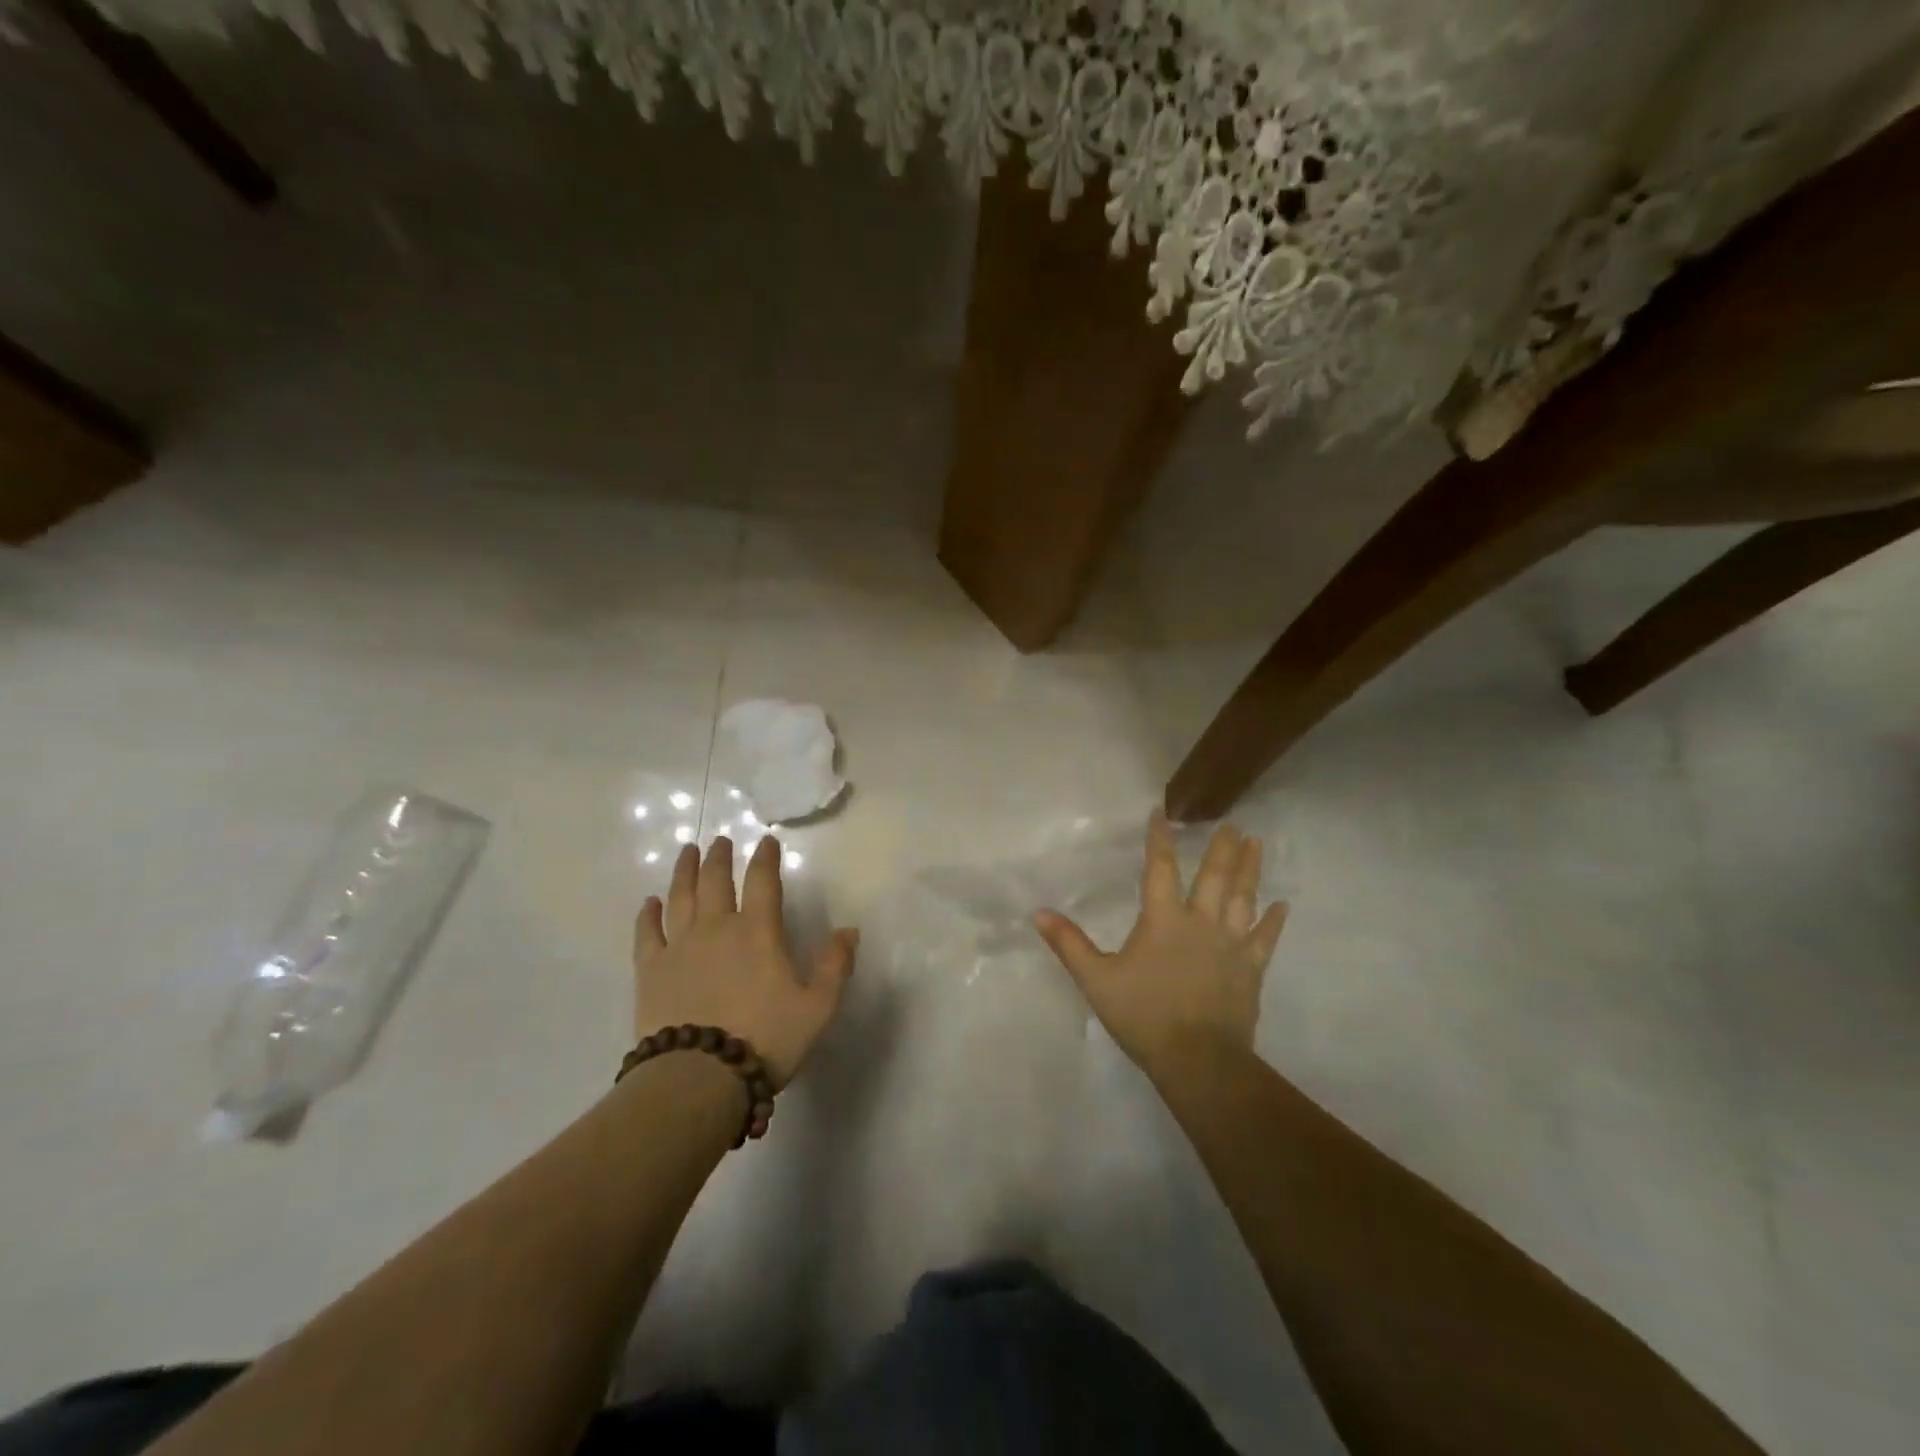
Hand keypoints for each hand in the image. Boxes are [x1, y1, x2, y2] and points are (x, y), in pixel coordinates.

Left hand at [635, 836, 857, 1088]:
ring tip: (687, 852)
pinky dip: (648, 915)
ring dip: (684, 872)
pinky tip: (648, 903)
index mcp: (758, 932)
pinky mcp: (650, 971)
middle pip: (716, 881)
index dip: (766, 858)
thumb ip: (834, 966)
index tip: (766, 840)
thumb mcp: (817, 1007)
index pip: (763, 881)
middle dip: (720, 857)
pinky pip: (647, 933)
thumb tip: (849, 930)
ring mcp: (679, 947)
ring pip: (680, 897)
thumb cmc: (765, 1039)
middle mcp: (717, 928)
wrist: (699, 1077)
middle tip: (720, 841)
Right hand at [1035, 812, 1286, 1076]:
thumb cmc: (1143, 1015)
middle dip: (1221, 848)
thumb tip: (1038, 912)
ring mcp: (1231, 945)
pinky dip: (1274, 921)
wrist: (1198, 1059)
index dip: (1160, 839)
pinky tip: (1283, 905)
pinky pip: (1265, 939)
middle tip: (1232, 823)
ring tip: (1256, 844)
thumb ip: (1069, 944)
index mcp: (1163, 920)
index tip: (1163, 812)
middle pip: (1214, 877)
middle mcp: (1200, 922)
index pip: (1160, 869)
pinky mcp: (1251, 969)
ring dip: (1250, 870)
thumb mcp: (1096, 979)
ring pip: (1243, 898)